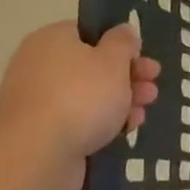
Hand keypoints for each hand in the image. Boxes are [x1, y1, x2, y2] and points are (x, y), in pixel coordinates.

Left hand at [0, 21, 160, 189]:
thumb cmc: (80, 96)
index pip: (89, 32)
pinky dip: (101, 123)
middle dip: (127, 76)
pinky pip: (77, 121)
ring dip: (119, 101)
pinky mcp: (39, 135)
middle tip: (152, 84)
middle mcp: (39, 66)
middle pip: (91, 65)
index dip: (119, 44)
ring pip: (87, 95)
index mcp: (52, 39)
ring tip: (144, 111)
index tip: (141, 57)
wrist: (37, 157)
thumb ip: (123, 42)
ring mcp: (37, 102)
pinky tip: (125, 130)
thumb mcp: (113, 60)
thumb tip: (123, 31)